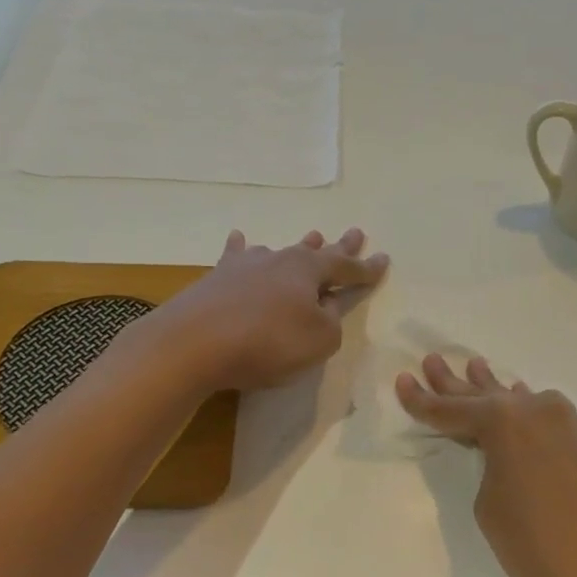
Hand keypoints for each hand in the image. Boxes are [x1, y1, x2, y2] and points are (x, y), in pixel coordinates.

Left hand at [152, 228, 387, 391]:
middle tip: (356, 232)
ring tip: (311, 236)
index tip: (383, 259)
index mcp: (308, 272)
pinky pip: (235, 258)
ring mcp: (244, 267)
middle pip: (315, 251)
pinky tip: (239, 238)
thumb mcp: (318, 341)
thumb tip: (324, 309)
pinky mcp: (215, 280)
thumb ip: (330, 323)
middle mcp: (279, 260)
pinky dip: (241, 249)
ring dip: (298, 246)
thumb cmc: (267, 342)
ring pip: (278, 252)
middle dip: (338, 245)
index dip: (366, 268)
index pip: (346, 267)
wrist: (192, 343)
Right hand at [395, 355, 576, 576]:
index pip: (451, 410)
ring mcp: (569, 422)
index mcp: (503, 421)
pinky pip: (547, 417)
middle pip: (486, 395)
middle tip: (434, 361)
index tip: (402, 381)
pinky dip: (527, 412)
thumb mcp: (490, 506)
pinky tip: (521, 403)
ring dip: (496, 390)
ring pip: (521, 401)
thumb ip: (489, 469)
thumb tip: (505, 458)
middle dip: (456, 383)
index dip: (422, 400)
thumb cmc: (536, 544)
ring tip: (475, 366)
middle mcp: (537, 410)